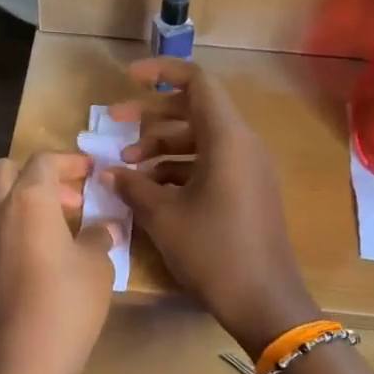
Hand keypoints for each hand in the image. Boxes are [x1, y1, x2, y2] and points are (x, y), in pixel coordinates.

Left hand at [0, 153, 118, 373]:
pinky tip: (11, 262)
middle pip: (5, 171)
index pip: (45, 161)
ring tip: (33, 228)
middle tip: (62, 201)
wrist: (19, 362)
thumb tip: (101, 228)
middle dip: (33, 176)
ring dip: (7, 203)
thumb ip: (97, 237)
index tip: (87, 171)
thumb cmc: (67, 306)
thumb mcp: (97, 268)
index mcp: (29, 201)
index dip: (68, 161)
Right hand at [108, 59, 317, 354]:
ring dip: (161, 148)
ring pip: (200, 141)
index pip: (196, 83)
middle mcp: (243, 145)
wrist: (264, 301)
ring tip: (127, 170)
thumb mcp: (164, 217)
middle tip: (113, 127)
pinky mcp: (247, 192)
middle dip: (151, 117)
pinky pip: (210, 165)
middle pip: (194, 111)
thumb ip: (133, 186)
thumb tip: (109, 171)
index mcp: (227, 138)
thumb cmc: (213, 251)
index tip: (128, 79)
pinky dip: (179, 170)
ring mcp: (248, 170)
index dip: (161, 73)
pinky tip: (151, 192)